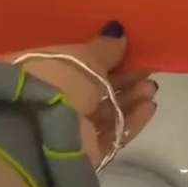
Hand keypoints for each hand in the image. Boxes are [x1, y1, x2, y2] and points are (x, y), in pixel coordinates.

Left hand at [15, 23, 157, 166]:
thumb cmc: (54, 83)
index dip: (99, 57)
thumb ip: (103, 47)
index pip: (71, 63)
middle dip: (122, 79)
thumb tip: (118, 33)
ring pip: (105, 112)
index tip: (125, 50)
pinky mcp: (84, 153)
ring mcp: (65, 129)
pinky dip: (131, 120)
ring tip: (151, 87)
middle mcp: (47, 101)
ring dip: (130, 98)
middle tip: (145, 69)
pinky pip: (112, 134)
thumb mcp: (81, 57)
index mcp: (35, 72)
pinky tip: (149, 107)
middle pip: (92, 89)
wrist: (41, 136)